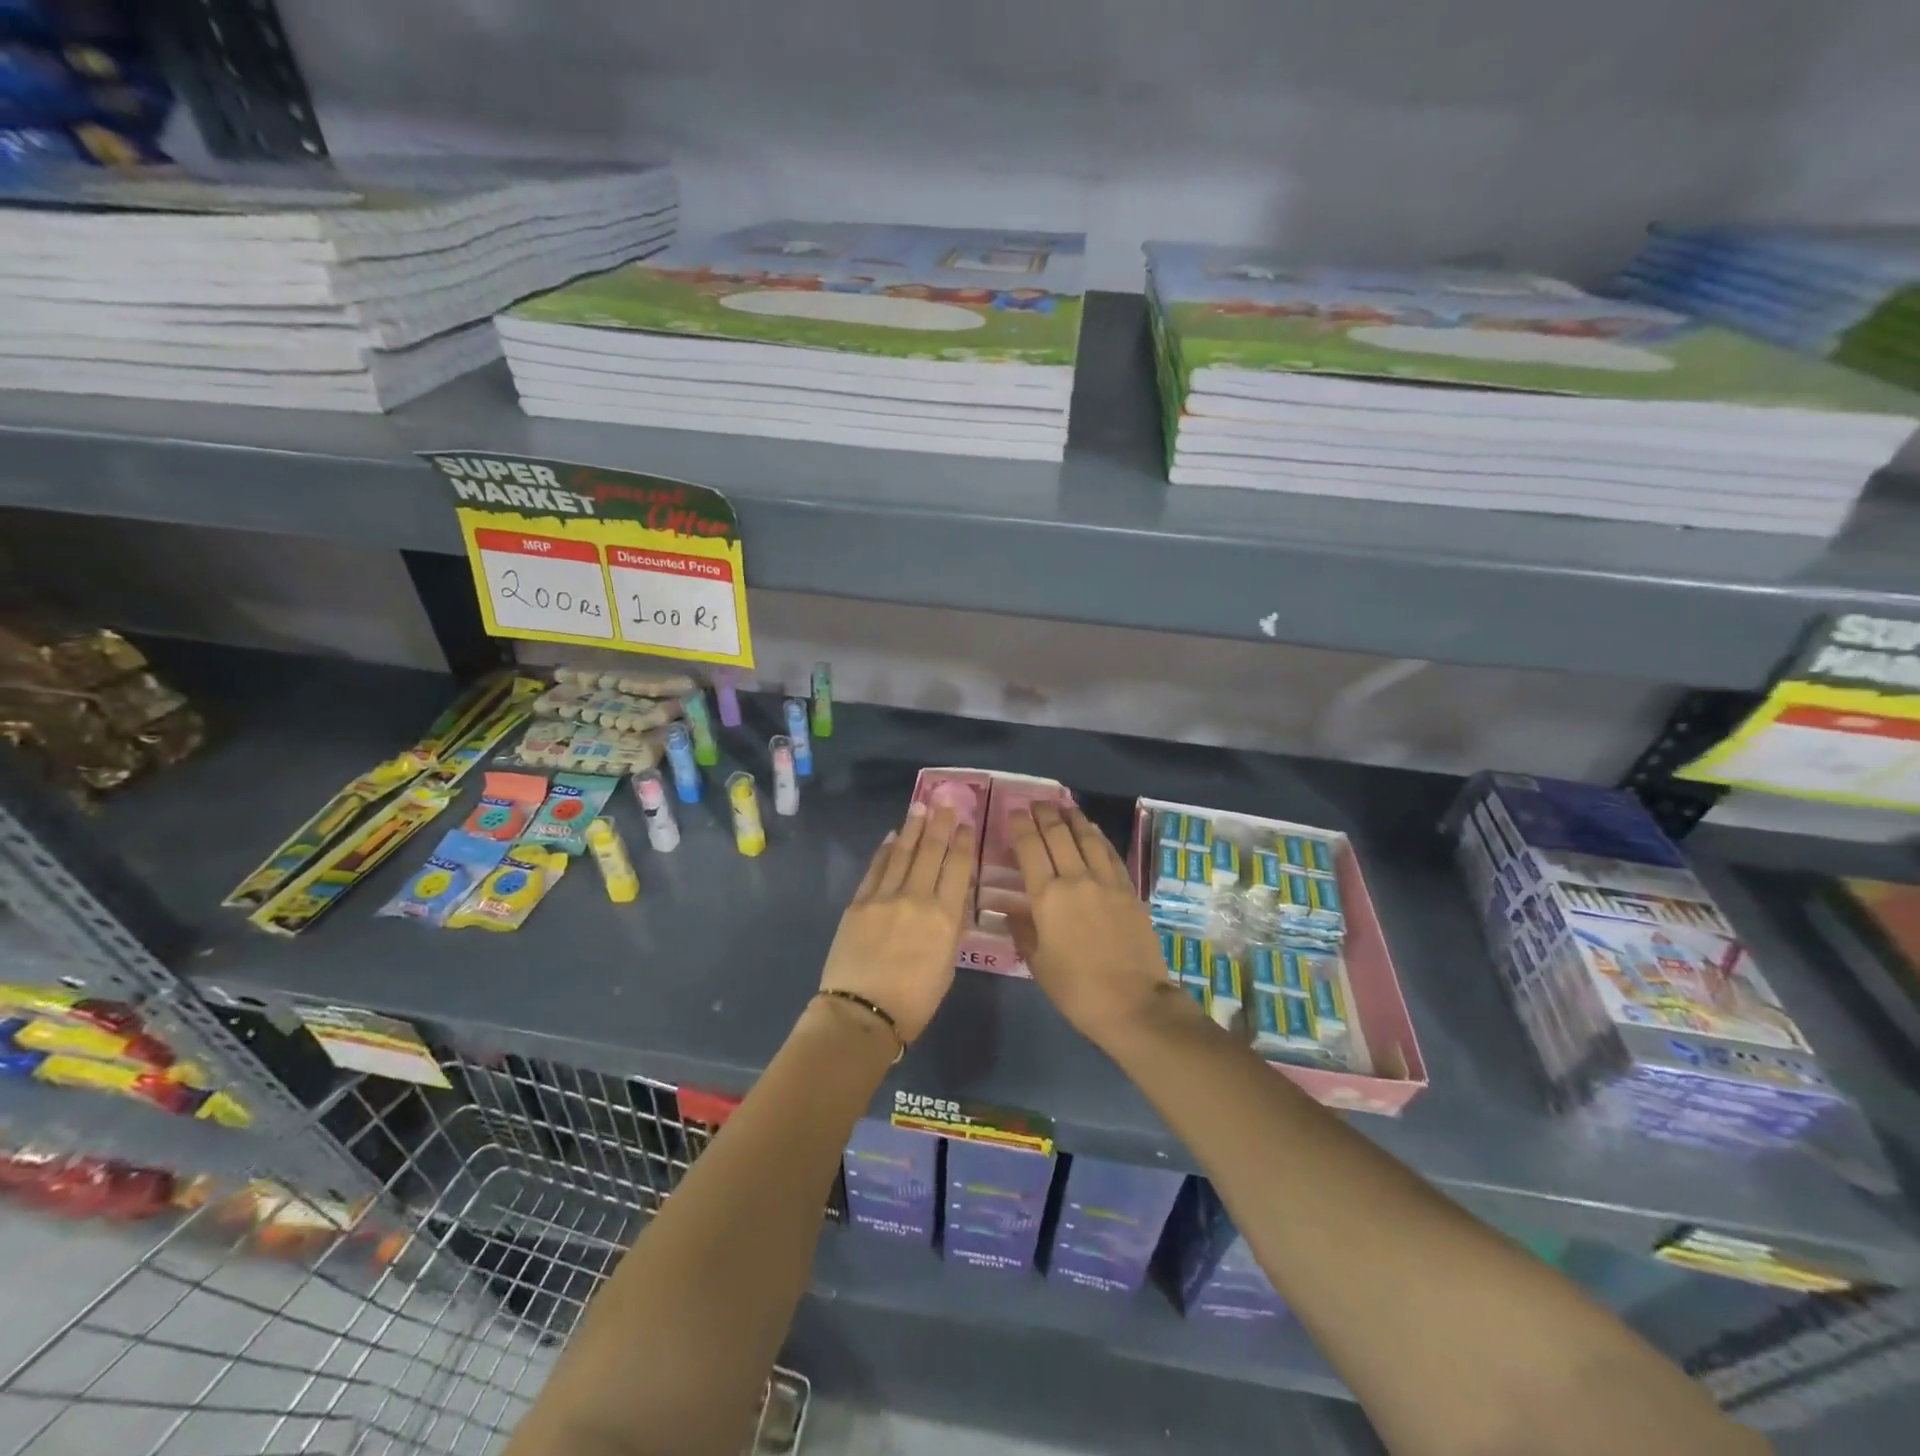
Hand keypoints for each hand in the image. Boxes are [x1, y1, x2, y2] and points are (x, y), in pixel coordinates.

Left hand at [819, 803, 975, 1043]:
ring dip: (912, 829)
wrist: (862, 1013)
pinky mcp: (859, 903)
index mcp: (945, 917)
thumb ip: (951, 928)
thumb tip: (951, 899)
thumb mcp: (947, 965)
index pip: (958, 868)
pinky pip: (876, 869)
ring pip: (903, 854)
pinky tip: (892, 837)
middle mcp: (917, 898)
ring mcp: (884, 897)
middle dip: (939, 825)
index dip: (963, 842)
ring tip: (920, 807)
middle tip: (944, 802)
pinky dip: (885, 851)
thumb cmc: (914, 1001)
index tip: (966, 823)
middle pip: (931, 852)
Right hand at [1008, 803, 1181, 1047]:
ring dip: (1074, 818)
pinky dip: (1098, 837)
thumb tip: (1011, 909)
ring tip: (1065, 806)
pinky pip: (1111, 854)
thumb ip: (1023, 930)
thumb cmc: (1076, 989)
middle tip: (1037, 802)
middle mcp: (1076, 879)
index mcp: (1047, 896)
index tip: (1014, 812)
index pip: (1030, 848)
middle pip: (1058, 835)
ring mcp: (1107, 882)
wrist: (1133, 1003)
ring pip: (1087, 838)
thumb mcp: (1038, 963)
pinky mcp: (1129, 890)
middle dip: (1045, 814)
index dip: (1020, 826)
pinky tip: (1093, 831)